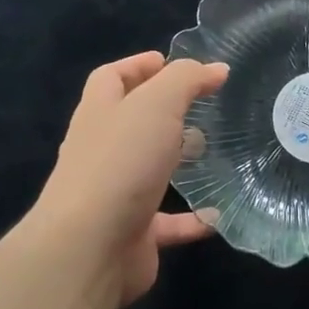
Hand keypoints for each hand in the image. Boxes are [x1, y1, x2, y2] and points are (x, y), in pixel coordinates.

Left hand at [27, 51, 228, 308]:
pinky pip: (166, 222)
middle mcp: (101, 150)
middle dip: (162, 112)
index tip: (168, 61)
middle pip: (130, 122)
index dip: (137, 65)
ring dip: (175, 161)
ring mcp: (114, 193)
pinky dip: (191, 219)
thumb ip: (186, 80)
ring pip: (147, 170)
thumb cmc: (121, 162)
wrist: (90, 246)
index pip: (111, 78)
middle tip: (200, 106)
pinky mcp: (132, 233)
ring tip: (211, 151)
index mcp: (100, 113)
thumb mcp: (157, 104)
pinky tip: (217, 217)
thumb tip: (215, 68)